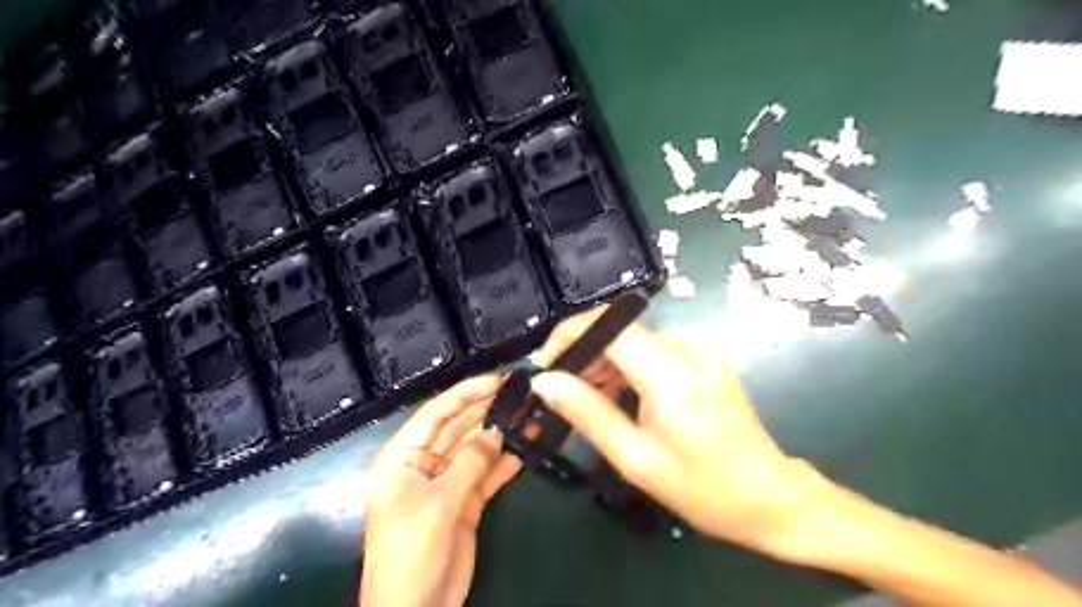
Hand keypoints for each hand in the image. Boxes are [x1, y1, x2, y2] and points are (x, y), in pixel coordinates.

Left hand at [358, 374, 524, 605]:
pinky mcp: (463, 503)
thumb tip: (496, 432)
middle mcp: (422, 466)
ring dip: (499, 435)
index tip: (497, 380)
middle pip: (456, 428)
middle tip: (519, 393)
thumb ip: (470, 463)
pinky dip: (503, 464)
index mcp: (401, 459)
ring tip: (528, 414)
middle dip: (486, 411)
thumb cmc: (412, 553)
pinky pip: (485, 475)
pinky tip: (524, 448)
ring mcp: (444, 484)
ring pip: (474, 450)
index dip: (465, 394)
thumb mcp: (439, 503)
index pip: (434, 414)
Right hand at [531, 312, 828, 560]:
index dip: (569, 337)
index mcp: (669, 370)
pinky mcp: (705, 360)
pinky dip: (628, 370)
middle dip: (583, 356)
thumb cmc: (702, 488)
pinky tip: (621, 400)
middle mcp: (686, 348)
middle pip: (618, 332)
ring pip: (633, 342)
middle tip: (561, 395)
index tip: (545, 367)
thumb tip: (544, 381)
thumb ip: (587, 413)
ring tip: (589, 404)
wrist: (771, 499)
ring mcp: (699, 351)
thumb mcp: (635, 458)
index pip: (607, 325)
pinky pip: (653, 353)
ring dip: (604, 365)